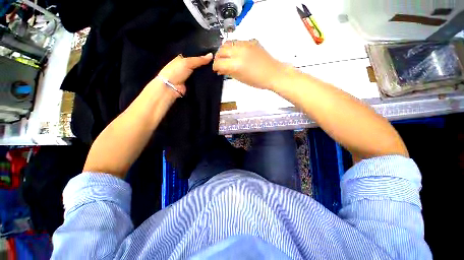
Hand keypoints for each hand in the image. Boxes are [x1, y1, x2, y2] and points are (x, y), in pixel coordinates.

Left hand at [156, 53, 212, 96]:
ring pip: (200, 74)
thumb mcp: (187, 62)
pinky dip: (205, 81)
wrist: (171, 87)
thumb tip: (211, 55)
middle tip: (216, 65)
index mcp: (183, 59)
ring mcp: (190, 77)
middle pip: (199, 66)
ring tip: (216, 71)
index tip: (213, 56)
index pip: (195, 56)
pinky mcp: (193, 85)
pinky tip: (211, 79)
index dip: (203, 56)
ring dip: (206, 74)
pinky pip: (201, 81)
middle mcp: (186, 67)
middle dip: (206, 66)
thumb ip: (199, 60)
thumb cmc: (176, 71)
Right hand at [213, 40, 287, 89]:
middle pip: (221, 50)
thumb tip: (220, 69)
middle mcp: (239, 51)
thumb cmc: (257, 81)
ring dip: (224, 50)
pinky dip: (234, 48)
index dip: (215, 67)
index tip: (216, 69)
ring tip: (227, 58)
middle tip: (220, 64)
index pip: (218, 63)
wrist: (273, 73)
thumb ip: (228, 72)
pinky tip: (237, 54)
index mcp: (236, 64)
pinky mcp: (251, 41)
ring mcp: (246, 44)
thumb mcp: (240, 79)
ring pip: (228, 43)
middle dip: (218, 57)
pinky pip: (237, 42)